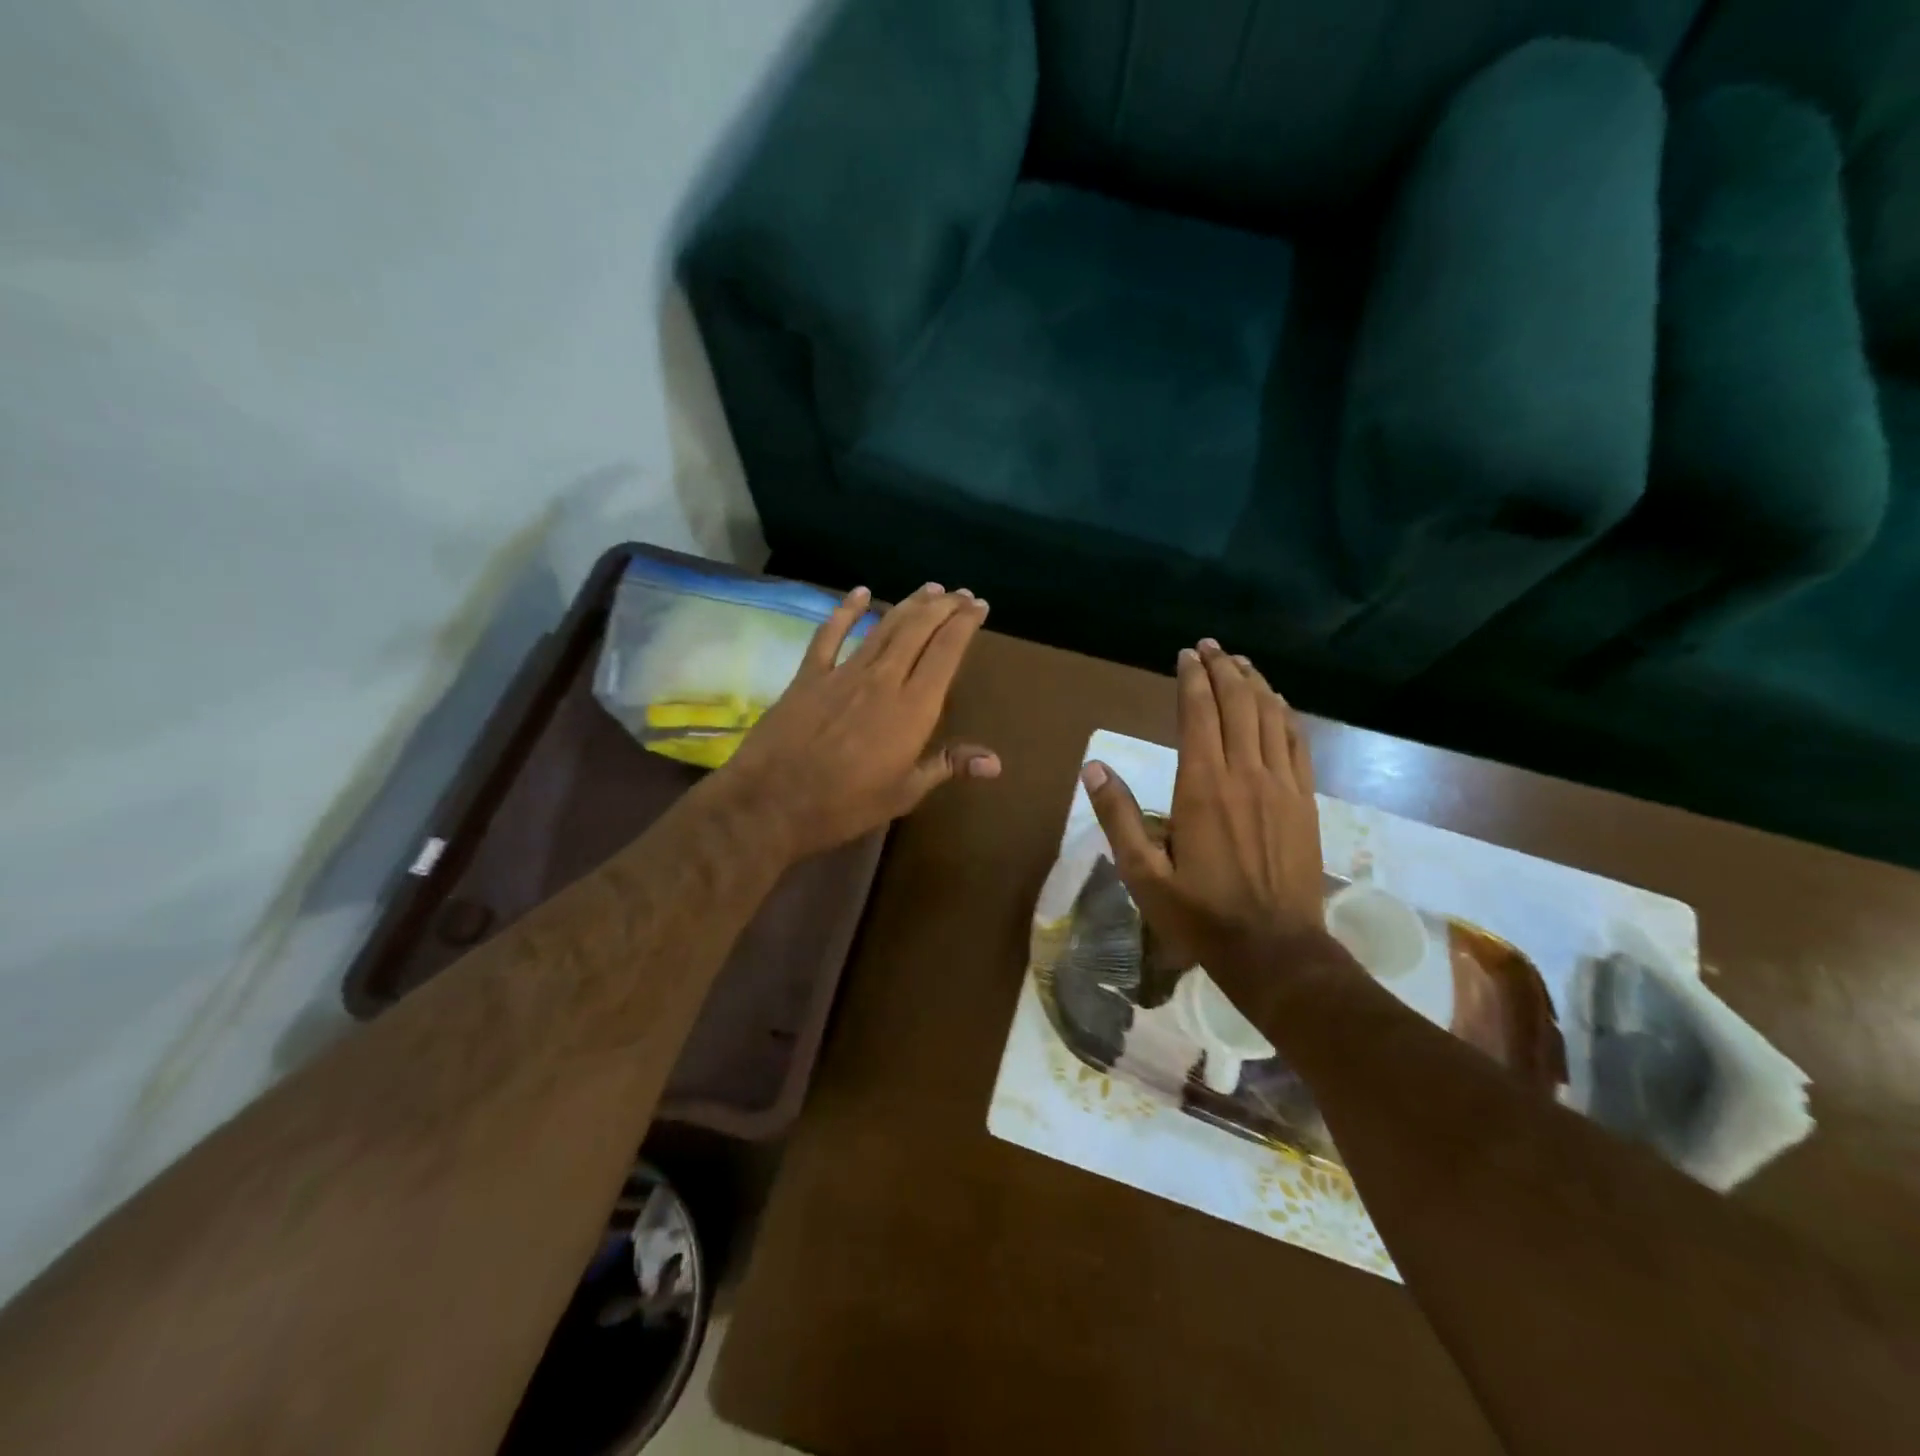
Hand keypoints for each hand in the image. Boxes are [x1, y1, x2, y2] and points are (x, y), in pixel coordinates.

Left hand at [718, 582, 998, 856]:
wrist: (772, 802)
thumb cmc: (845, 805)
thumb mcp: (904, 792)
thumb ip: (948, 765)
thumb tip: (996, 763)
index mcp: (913, 708)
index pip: (946, 652)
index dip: (965, 624)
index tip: (980, 606)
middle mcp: (883, 679)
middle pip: (918, 630)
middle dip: (943, 607)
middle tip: (960, 593)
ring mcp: (843, 673)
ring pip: (883, 627)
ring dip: (908, 604)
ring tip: (929, 589)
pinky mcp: (809, 676)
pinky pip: (829, 635)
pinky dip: (845, 611)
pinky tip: (859, 592)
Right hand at [1081, 640, 1326, 974]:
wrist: (1274, 949)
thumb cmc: (1200, 913)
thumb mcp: (1143, 873)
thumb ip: (1118, 816)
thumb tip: (1093, 767)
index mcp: (1202, 787)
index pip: (1199, 714)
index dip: (1192, 679)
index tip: (1185, 656)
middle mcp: (1245, 774)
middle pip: (1238, 704)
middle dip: (1223, 669)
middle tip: (1210, 647)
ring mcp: (1281, 786)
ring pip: (1271, 717)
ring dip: (1255, 683)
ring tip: (1240, 662)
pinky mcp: (1305, 801)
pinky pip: (1297, 743)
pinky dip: (1285, 715)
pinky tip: (1277, 702)